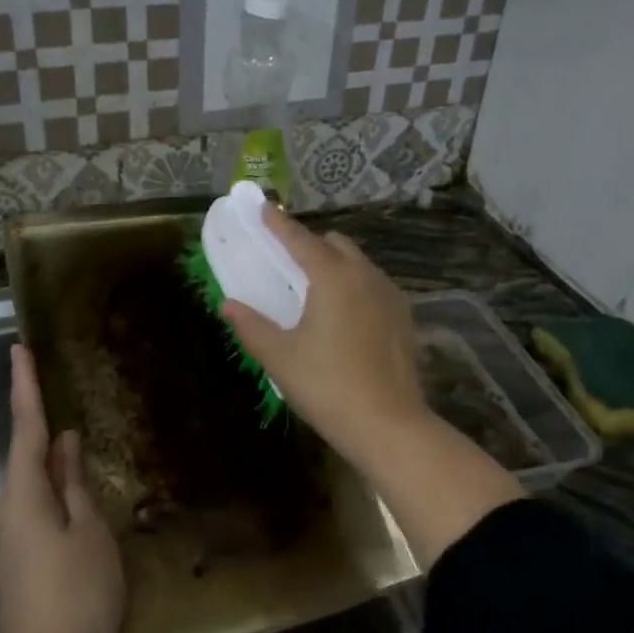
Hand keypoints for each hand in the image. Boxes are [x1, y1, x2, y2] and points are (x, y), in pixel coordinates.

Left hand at [0, 345, 124, 632]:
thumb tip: (63, 445)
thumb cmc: (77, 597)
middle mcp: (8, 510)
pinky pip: (35, 507)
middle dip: (36, 419)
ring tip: (71, 436)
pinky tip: (72, 489)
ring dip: (47, 456)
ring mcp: (11, 538)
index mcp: (24, 496)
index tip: (18, 349)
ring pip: (31, 483)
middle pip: (24, 454)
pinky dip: (52, 487)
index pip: (25, 429)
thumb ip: (75, 486)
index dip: (24, 387)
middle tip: (49, 384)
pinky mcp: (19, 560)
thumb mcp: (90, 535)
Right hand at [219, 207, 431, 464]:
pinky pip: (374, 286)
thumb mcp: (280, 357)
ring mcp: (391, 295)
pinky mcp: (404, 317)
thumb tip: (229, 305)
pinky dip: (354, 285)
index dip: (278, 223)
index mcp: (333, 277)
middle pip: (335, 244)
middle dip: (310, 244)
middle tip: (286, 262)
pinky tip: (343, 315)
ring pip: (359, 264)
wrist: (388, 424)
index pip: (300, 240)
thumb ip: (251, 326)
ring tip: (314, 290)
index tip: (262, 207)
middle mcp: (365, 275)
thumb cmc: (326, 386)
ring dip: (335, 264)